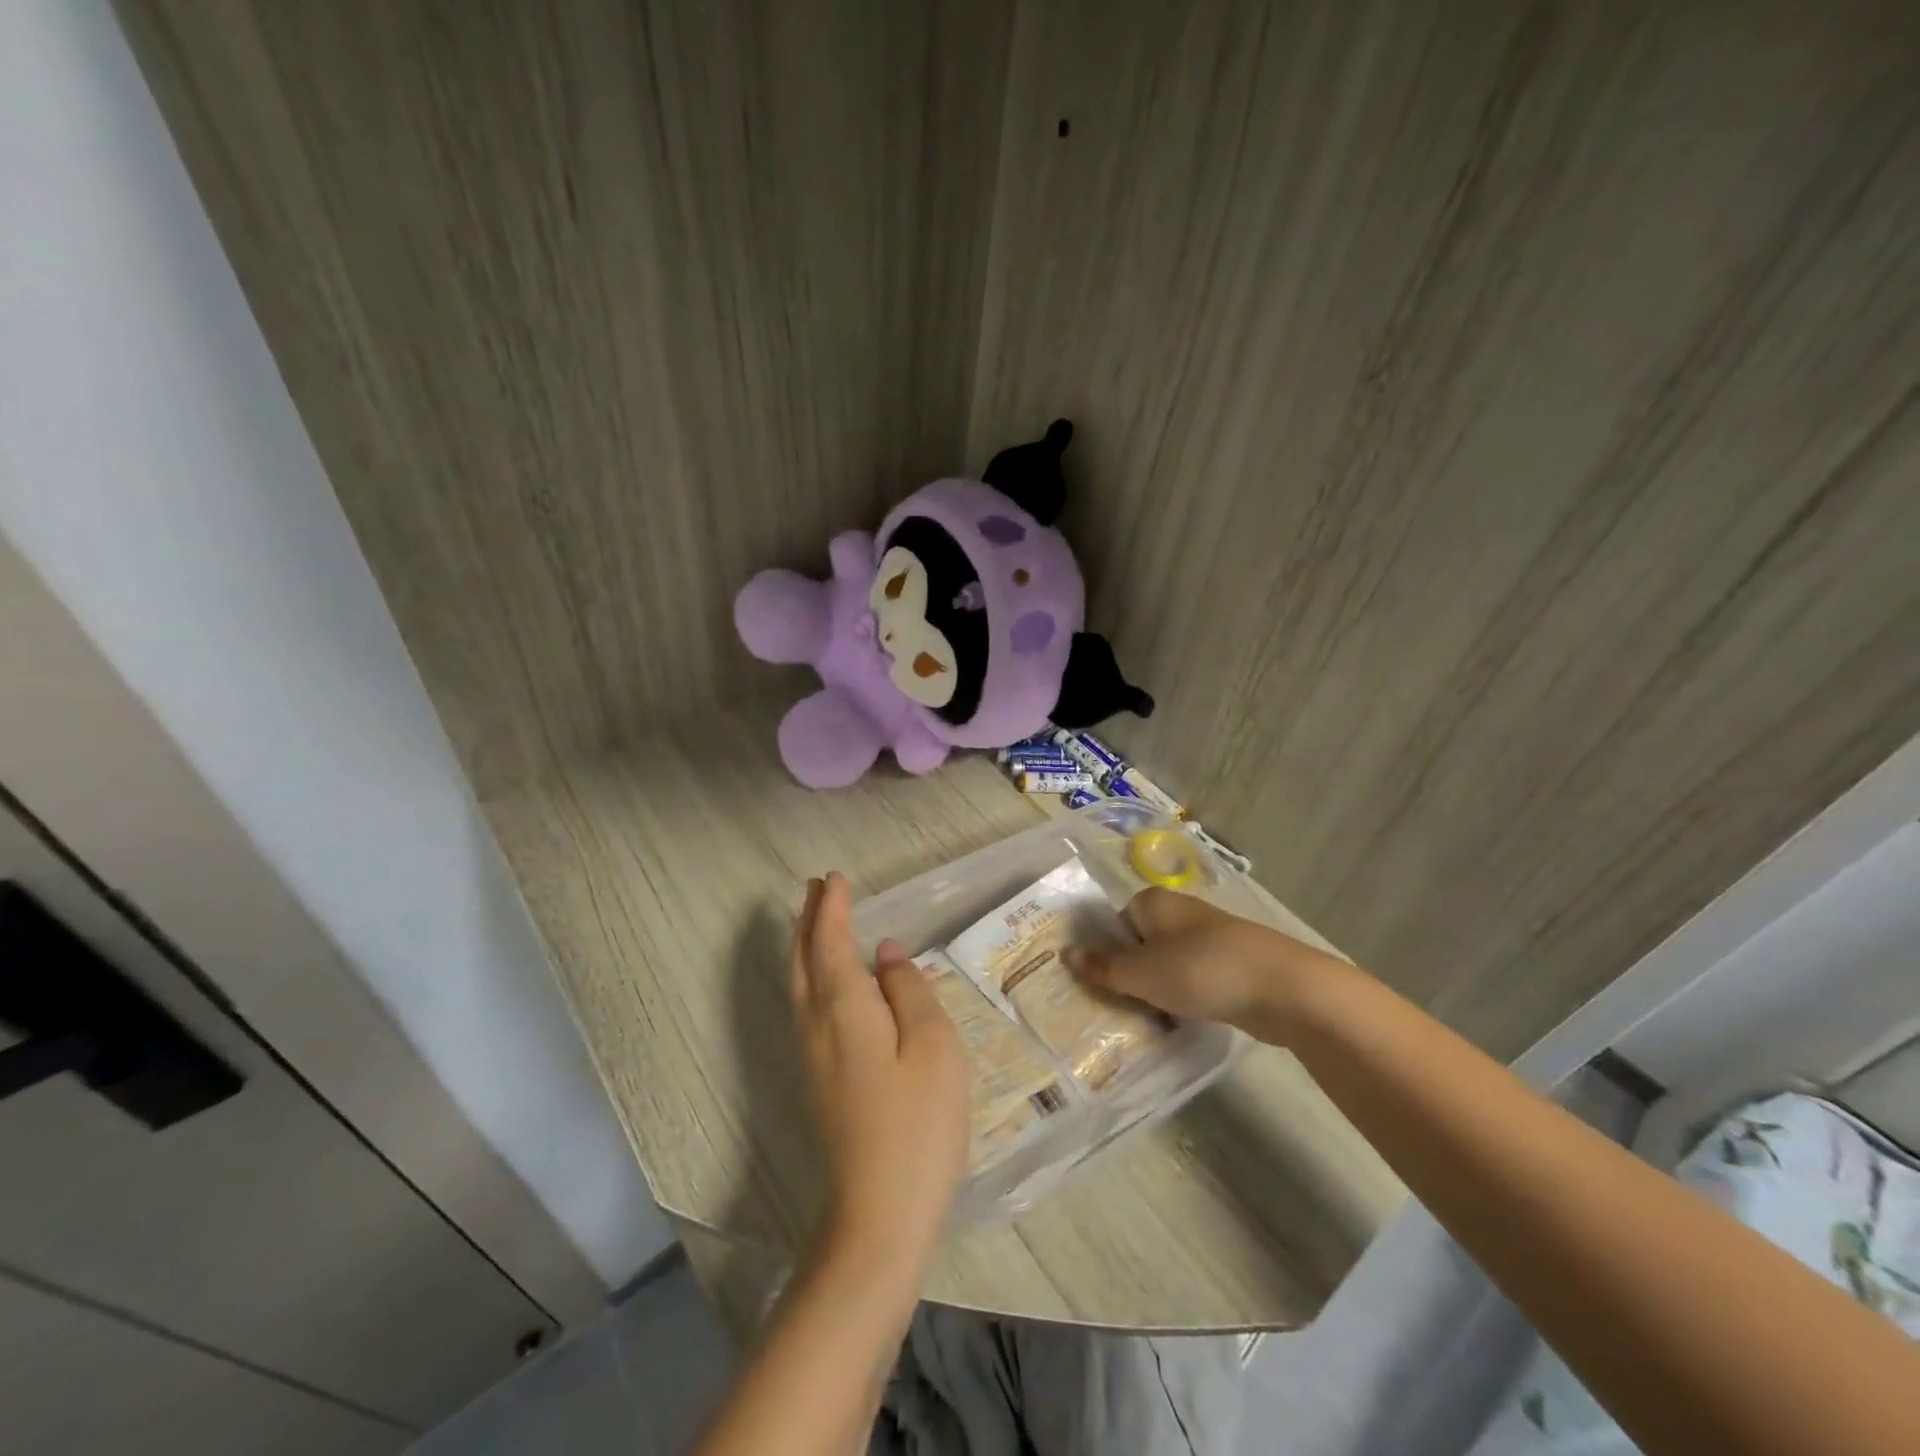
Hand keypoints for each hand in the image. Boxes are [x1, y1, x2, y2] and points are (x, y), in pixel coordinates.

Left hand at [790, 873, 969, 1281]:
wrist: (879, 1216)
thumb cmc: (917, 1124)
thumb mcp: (933, 1046)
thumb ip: (909, 990)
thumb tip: (885, 953)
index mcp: (845, 1008)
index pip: (831, 943)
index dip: (832, 908)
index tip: (834, 877)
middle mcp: (816, 1024)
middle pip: (802, 959)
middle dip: (807, 919)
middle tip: (815, 887)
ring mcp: (811, 1056)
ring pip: (797, 984)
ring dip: (803, 944)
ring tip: (814, 919)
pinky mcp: (817, 1081)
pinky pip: (804, 1006)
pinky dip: (808, 975)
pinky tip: (823, 981)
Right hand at [1067, 887, 1340, 1043]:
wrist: (1282, 987)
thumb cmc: (1200, 970)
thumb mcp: (1142, 974)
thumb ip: (1103, 967)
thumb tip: (1064, 954)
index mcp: (1152, 902)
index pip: (1114, 924)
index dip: (1104, 955)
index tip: (1098, 986)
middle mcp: (1178, 912)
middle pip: (1139, 944)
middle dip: (1130, 975)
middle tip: (1116, 1008)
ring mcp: (1207, 937)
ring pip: (1167, 964)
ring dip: (1157, 990)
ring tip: (1145, 1020)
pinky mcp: (1230, 963)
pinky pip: (1193, 979)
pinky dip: (1184, 997)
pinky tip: (1180, 1021)